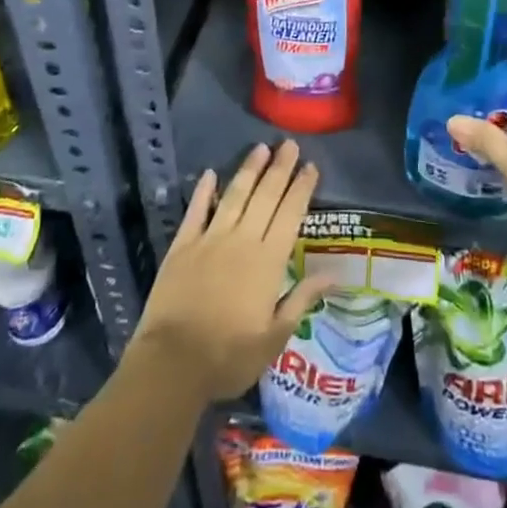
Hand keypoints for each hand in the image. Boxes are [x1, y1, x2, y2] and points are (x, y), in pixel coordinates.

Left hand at [130, 141, 328, 402]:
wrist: (172, 363)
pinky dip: (204, 191)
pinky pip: (196, 211)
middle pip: (265, 196)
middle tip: (289, 143)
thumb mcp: (274, 337)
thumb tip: (334, 274)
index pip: (290, 215)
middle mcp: (242, 240)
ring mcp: (210, 239)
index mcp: (268, 261)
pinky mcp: (182, 246)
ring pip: (234, 196)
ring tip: (260, 148)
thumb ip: (302, 299)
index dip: (301, 189)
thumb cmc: (229, 356)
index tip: (310, 166)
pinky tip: (210, 174)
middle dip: (279, 169)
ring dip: (248, 170)